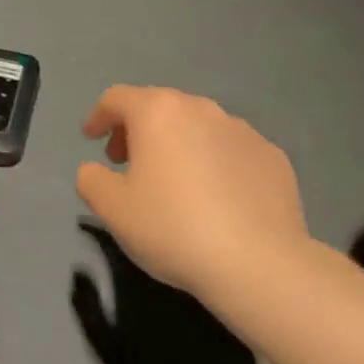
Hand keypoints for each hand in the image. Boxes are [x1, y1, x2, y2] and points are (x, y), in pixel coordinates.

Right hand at [75, 86, 308, 305]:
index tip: (91, 139)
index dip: (99, 116)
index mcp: (157, 112)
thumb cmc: (174, 227)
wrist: (260, 264)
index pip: (117, 98)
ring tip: (174, 182)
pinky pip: (231, 150)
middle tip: (127, 163)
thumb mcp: (112, 209)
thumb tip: (95, 170)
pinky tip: (217, 199)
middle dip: (137, 130)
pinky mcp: (272, 156)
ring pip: (197, 126)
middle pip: (158, 107)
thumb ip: (91, 179)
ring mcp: (241, 129)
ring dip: (178, 144)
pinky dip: (215, 163)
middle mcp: (200, 108)